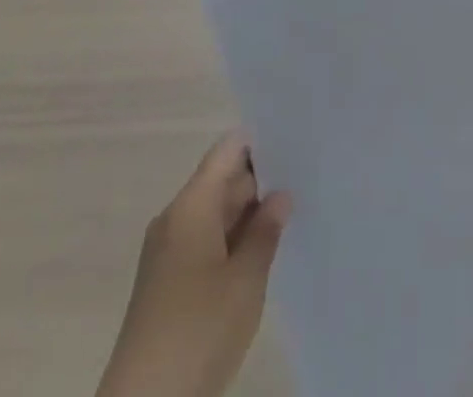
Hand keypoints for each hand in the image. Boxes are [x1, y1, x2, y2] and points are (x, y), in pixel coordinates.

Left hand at [95, 133, 291, 396]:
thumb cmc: (198, 330)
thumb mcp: (246, 279)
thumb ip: (266, 230)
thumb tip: (280, 195)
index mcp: (191, 205)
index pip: (228, 149)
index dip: (261, 142)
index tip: (296, 142)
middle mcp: (175, 219)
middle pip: (222, 181)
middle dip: (261, 182)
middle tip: (305, 180)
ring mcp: (167, 253)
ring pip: (215, 215)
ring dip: (248, 216)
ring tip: (291, 214)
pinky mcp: (166, 284)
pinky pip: (205, 243)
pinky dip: (232, 243)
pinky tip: (261, 255)